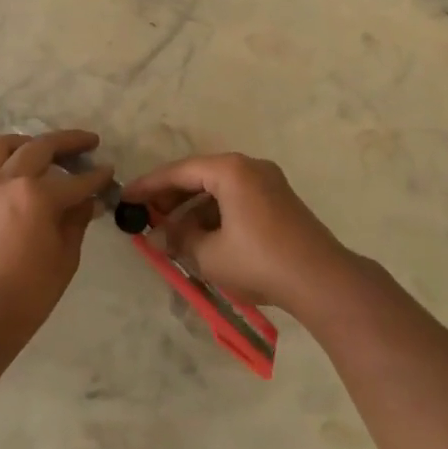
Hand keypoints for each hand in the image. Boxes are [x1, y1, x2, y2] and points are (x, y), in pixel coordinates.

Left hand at [0, 129, 113, 324]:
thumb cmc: (29, 291)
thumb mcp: (65, 257)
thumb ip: (76, 222)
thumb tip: (86, 202)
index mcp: (39, 195)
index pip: (77, 180)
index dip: (97, 177)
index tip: (109, 172)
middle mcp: (9, 181)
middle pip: (40, 147)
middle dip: (68, 141)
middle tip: (87, 143)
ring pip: (1, 146)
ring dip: (25, 142)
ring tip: (39, 148)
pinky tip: (7, 178)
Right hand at [119, 153, 352, 311]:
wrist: (321, 280)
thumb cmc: (258, 261)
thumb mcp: (209, 254)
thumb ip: (179, 240)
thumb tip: (159, 237)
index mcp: (231, 170)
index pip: (179, 171)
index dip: (149, 186)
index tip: (125, 197)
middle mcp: (250, 168)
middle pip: (199, 176)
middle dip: (171, 197)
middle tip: (146, 216)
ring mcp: (269, 183)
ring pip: (218, 189)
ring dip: (193, 209)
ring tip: (172, 234)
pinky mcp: (279, 202)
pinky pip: (236, 200)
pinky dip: (215, 214)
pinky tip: (202, 239)